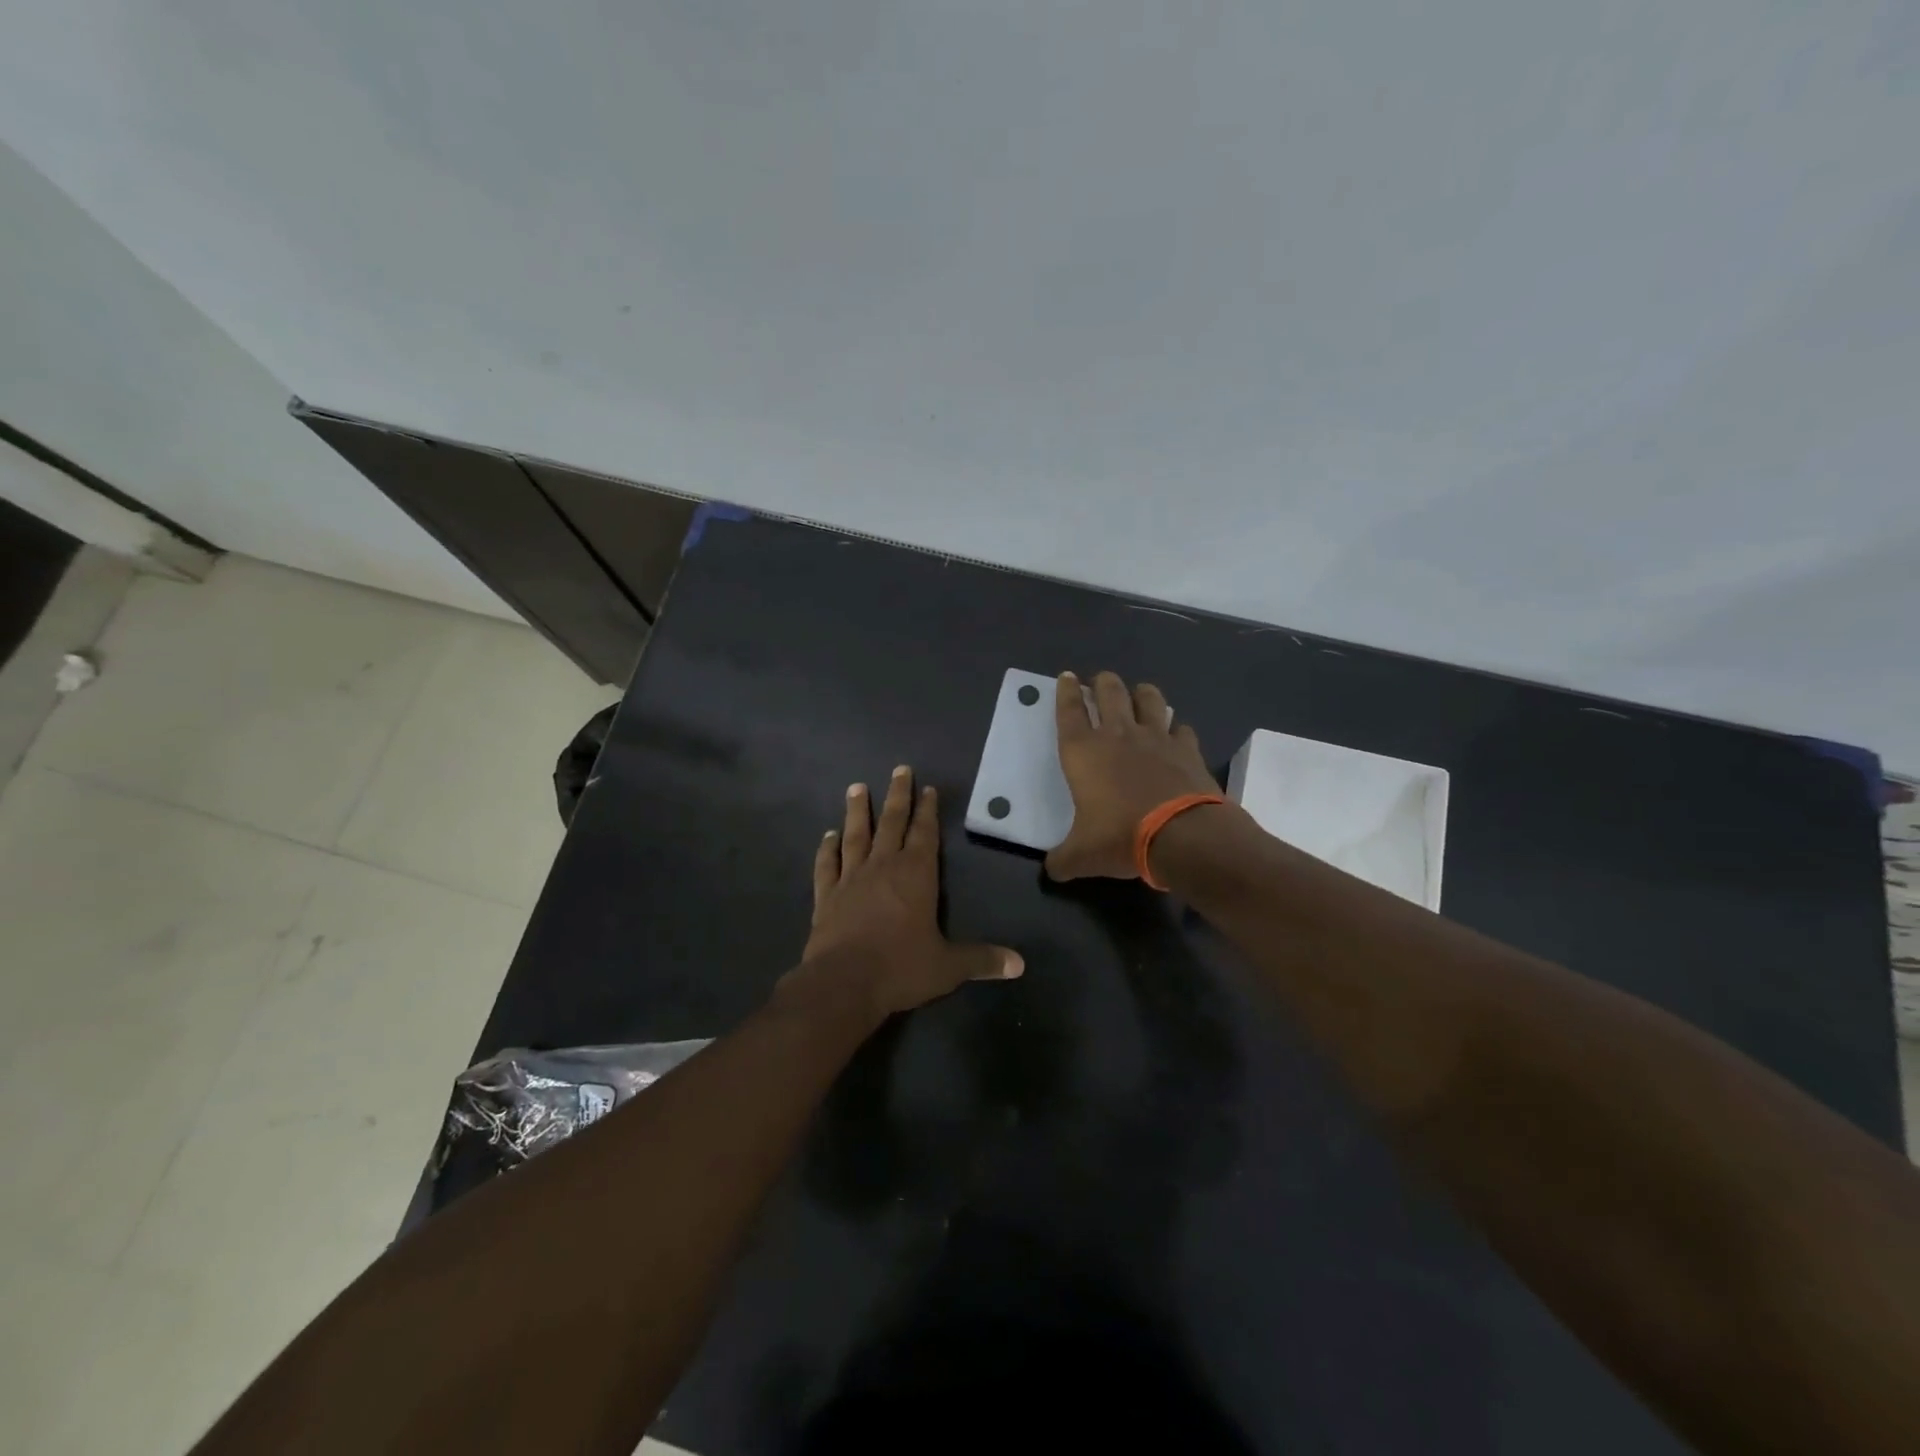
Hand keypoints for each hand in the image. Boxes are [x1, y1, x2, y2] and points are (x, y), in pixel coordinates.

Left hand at [790, 765, 1022, 1018]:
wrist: (843, 984)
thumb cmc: (900, 968)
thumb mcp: (948, 966)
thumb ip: (982, 960)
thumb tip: (1019, 964)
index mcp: (916, 875)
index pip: (924, 834)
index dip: (927, 810)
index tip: (928, 788)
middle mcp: (883, 867)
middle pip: (891, 823)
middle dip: (897, 796)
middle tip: (899, 769)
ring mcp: (851, 879)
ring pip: (856, 836)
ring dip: (857, 811)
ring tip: (856, 787)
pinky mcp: (826, 896)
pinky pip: (827, 865)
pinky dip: (827, 849)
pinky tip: (828, 836)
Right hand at [1045, 671, 1221, 880]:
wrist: (1181, 835)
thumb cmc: (1120, 837)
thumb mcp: (1081, 856)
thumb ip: (1062, 860)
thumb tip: (1051, 871)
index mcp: (1083, 752)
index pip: (1069, 711)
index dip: (1066, 692)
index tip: (1066, 676)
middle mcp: (1117, 735)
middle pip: (1109, 692)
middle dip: (1103, 682)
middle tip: (1100, 680)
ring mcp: (1156, 738)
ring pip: (1149, 699)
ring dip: (1142, 693)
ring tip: (1140, 693)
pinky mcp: (1187, 749)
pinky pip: (1182, 728)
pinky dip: (1177, 728)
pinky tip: (1176, 735)